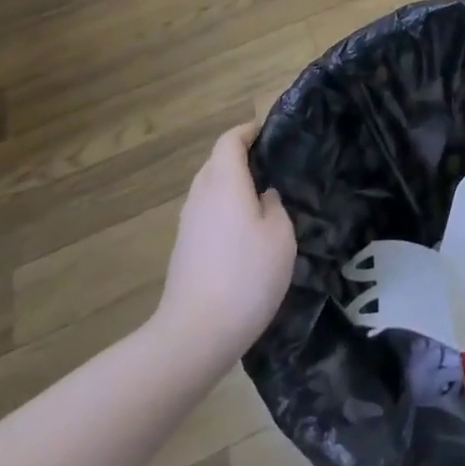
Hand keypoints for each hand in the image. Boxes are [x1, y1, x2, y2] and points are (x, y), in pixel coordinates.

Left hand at [157, 123, 296, 363]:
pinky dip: (224, 211)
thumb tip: (264, 197)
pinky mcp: (184, 250)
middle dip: (240, 158)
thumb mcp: (280, 235)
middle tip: (272, 166)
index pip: (229, 141)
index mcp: (224, 182)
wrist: (196, 334)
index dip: (248, 131)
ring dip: (232, 186)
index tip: (269, 133)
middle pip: (216, 163)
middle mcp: (200, 195)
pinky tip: (245, 233)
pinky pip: (206, 214)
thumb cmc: (247, 275)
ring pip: (210, 190)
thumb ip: (275, 206)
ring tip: (262, 199)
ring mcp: (187, 224)